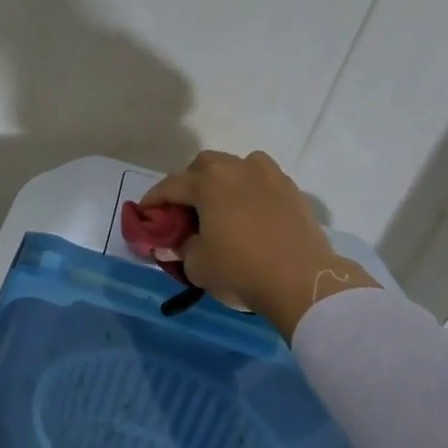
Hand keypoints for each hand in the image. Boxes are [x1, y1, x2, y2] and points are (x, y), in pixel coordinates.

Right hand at [143, 151, 375, 338]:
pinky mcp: (291, 190)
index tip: (145, 214)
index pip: (170, 186)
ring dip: (222, 179)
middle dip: (188, 183)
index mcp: (208, 182)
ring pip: (236, 165)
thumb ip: (179, 249)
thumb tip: (174, 244)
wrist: (302, 281)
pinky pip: (262, 180)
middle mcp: (237, 168)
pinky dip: (249, 190)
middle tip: (183, 210)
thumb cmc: (241, 270)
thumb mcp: (197, 265)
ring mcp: (268, 175)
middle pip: (204, 165)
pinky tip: (248, 212)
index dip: (153, 200)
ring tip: (219, 205)